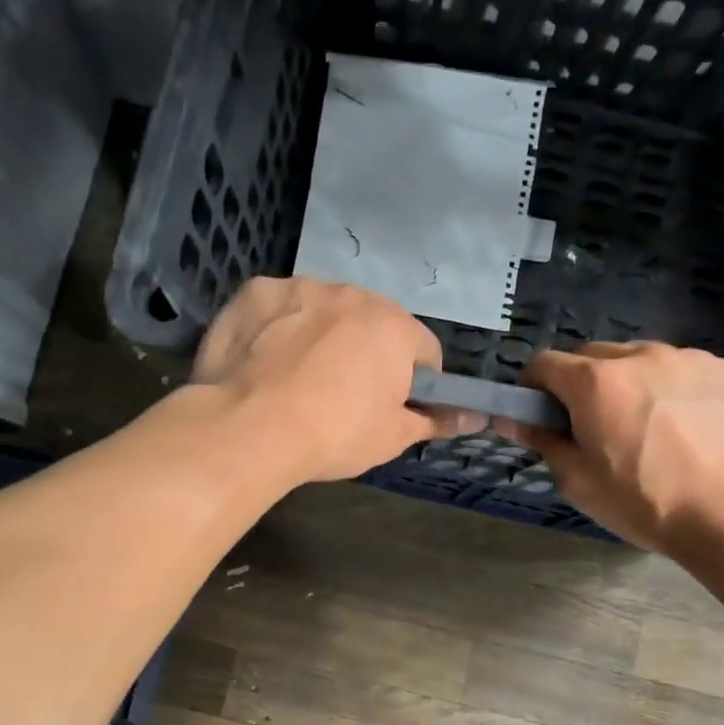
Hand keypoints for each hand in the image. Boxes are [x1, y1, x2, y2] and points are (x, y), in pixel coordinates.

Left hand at [192, 277, 477, 482]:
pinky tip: (263, 361)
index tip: (391, 407)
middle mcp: (353, 294)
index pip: (425, 351)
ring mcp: (301, 286)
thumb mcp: (392, 438)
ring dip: (322, 334)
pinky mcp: (256, 291)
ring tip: (297, 378)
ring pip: (325, 310)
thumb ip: (436, 421)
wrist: (248, 427)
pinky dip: (278, 327)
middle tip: (342, 396)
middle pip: (373, 324)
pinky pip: (280, 307)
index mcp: (394, 327)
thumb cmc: (333, 434)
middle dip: (367, 353)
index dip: (414, 383)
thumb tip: (475, 418)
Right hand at [497, 342, 723, 556]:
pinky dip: (675, 389)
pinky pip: (685, 371)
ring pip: (642, 360)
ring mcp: (689, 359)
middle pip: (594, 356)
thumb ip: (544, 442)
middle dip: (583, 383)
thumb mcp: (580, 483)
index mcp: (596, 382)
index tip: (538, 411)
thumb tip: (513, 420)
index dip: (534, 386)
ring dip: (632, 383)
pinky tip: (690, 427)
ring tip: (649, 427)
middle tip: (595, 425)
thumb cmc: (647, 504)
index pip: (545, 363)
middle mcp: (640, 356)